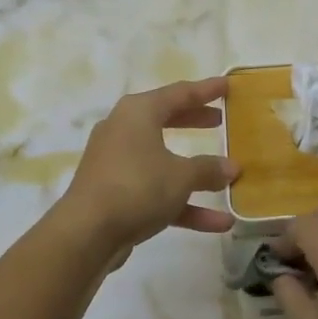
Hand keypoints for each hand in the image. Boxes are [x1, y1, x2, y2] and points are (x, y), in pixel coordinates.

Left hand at [60, 78, 238, 262]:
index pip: (179, 93)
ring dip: (195, 172)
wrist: (86, 233)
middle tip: (220, 120)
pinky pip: (156, 191)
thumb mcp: (181, 175)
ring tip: (228, 176)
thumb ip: (208, 169)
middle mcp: (124, 130)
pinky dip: (183, 202)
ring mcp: (118, 163)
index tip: (227, 85)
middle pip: (167, 120)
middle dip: (194, 121)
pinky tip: (218, 222)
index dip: (206, 90)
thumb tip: (231, 167)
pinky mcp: (116, 194)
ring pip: (163, 160)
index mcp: (138, 112)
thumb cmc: (137, 186)